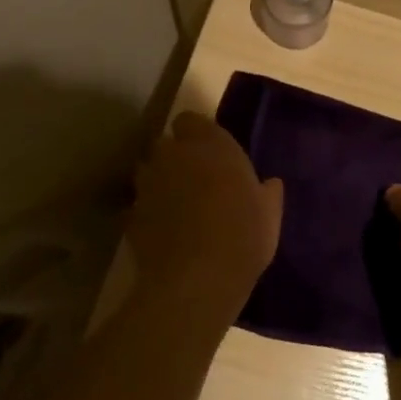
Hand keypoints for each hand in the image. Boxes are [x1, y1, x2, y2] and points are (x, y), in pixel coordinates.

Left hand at [128, 112, 282, 309]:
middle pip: (165, 145)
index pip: (190, 120)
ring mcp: (147, 186)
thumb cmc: (244, 234)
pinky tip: (162, 234)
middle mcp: (174, 155)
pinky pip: (138, 208)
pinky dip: (147, 216)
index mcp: (210, 144)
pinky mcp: (130, 217)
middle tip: (194, 180)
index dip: (196, 134)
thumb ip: (266, 191)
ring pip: (147, 173)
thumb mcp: (270, 212)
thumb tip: (269, 184)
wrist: (198, 280)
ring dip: (158, 184)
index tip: (210, 153)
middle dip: (174, 158)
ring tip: (176, 207)